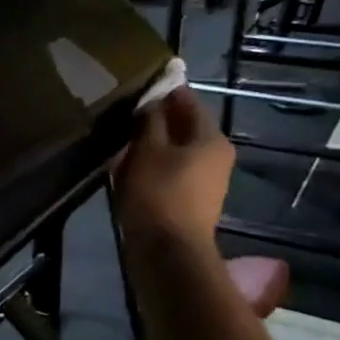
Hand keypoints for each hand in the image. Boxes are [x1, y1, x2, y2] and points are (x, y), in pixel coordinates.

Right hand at [114, 86, 234, 245]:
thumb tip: (152, 101)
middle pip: (185, 128)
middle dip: (157, 120)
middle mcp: (217, 156)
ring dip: (153, 145)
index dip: (164, 91)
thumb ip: (150, 120)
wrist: (168, 254)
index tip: (138, 85)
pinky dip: (154, 166)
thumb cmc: (158, 194)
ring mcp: (208, 183)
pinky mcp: (193, 203)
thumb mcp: (147, 150)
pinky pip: (172, 173)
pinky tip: (130, 167)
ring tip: (122, 140)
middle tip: (124, 113)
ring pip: (177, 152)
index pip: (188, 101)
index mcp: (212, 138)